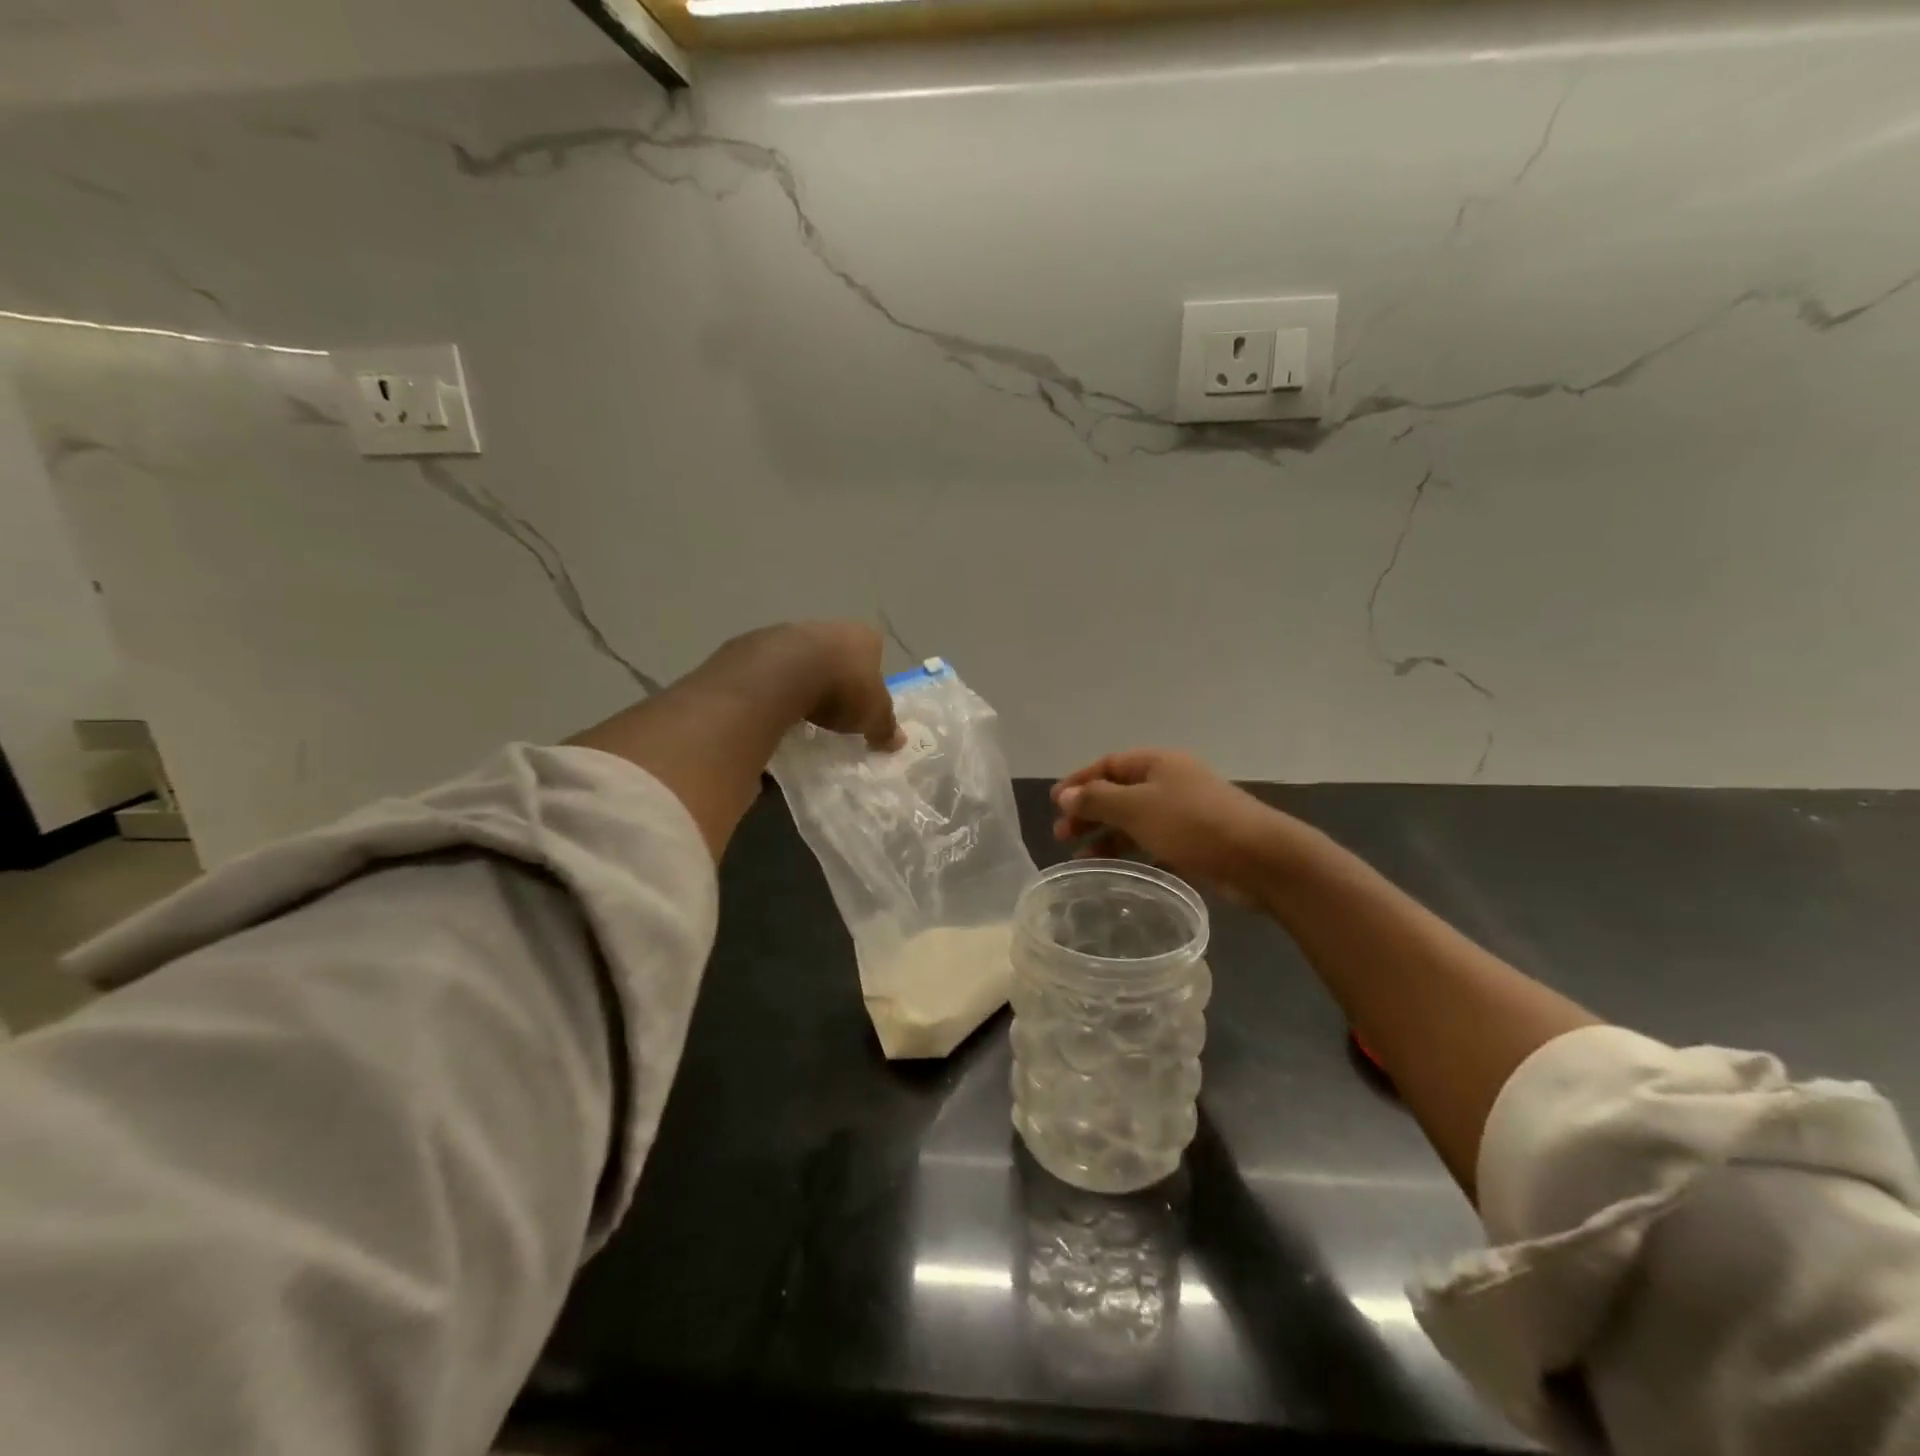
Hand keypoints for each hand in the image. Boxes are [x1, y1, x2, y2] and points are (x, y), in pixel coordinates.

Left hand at [751, 621, 901, 749]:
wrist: (779, 675)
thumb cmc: (840, 690)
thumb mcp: (873, 716)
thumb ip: (885, 727)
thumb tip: (898, 741)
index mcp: (862, 637)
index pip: (873, 649)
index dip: (870, 672)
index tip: (863, 697)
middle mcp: (827, 626)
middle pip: (835, 650)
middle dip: (834, 673)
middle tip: (833, 706)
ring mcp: (787, 631)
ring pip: (799, 655)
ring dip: (800, 676)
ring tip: (800, 710)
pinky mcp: (753, 644)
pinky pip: (768, 666)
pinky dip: (771, 683)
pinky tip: (771, 706)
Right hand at [1052, 749, 1284, 901]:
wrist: (1259, 858)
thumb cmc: (1192, 824)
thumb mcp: (1137, 808)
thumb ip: (1098, 800)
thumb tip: (1066, 795)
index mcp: (1157, 763)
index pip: (1108, 765)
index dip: (1079, 782)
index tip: (1054, 804)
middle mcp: (1169, 782)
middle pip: (1119, 793)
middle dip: (1088, 812)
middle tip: (1061, 836)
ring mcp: (1183, 813)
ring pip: (1134, 821)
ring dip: (1106, 836)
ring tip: (1080, 859)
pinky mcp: (1194, 843)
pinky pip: (1152, 844)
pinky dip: (1131, 853)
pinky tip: (1115, 871)